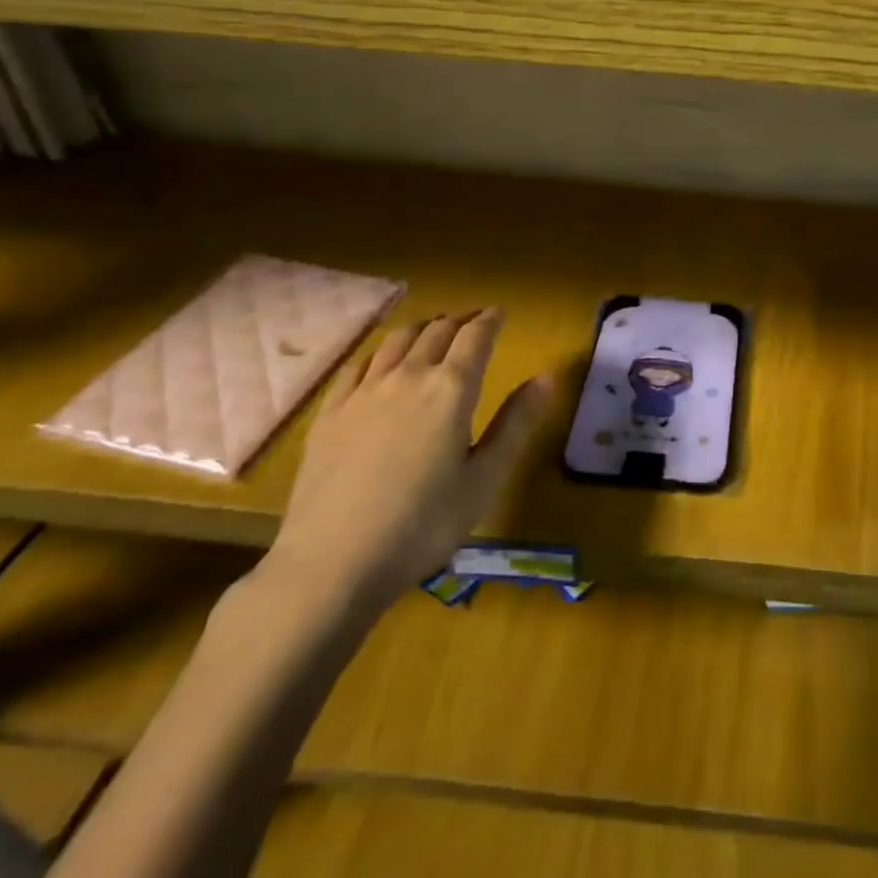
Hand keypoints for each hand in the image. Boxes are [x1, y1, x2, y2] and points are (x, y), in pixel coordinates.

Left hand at [264, 309, 552, 621]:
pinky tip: (379, 361)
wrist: (331, 563)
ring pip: (396, 340)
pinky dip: (377, 352)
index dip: (490, 320)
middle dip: (459, 321)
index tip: (499, 313)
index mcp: (451, 389)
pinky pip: (356, 366)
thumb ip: (515, 423)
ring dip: (420, 328)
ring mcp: (364, 392)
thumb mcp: (484, 479)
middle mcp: (409, 376)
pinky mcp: (330, 413)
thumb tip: (546, 377)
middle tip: (472, 322)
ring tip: (431, 330)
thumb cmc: (423, 525)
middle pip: (437, 331)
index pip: (475, 337)